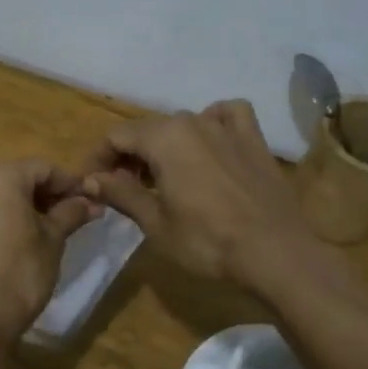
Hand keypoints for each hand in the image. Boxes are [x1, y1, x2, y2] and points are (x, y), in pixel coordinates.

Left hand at [0, 159, 99, 342]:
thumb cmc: (20, 272)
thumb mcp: (53, 239)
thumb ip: (71, 213)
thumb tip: (91, 202)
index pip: (45, 169)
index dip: (71, 184)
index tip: (93, 202)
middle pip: (23, 179)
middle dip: (52, 196)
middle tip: (78, 216)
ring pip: (5, 198)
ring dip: (32, 208)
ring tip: (57, 230)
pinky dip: (11, 221)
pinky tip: (27, 244)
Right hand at [80, 101, 322, 292]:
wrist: (276, 254)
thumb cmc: (207, 242)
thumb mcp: (155, 223)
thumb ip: (121, 193)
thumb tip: (91, 178)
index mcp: (163, 137)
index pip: (116, 136)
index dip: (98, 159)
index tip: (92, 184)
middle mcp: (193, 121)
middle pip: (147, 129)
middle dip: (128, 155)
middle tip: (122, 188)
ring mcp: (226, 127)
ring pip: (183, 123)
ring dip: (164, 144)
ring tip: (162, 175)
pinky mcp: (254, 139)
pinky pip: (227, 115)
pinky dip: (213, 122)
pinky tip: (211, 143)